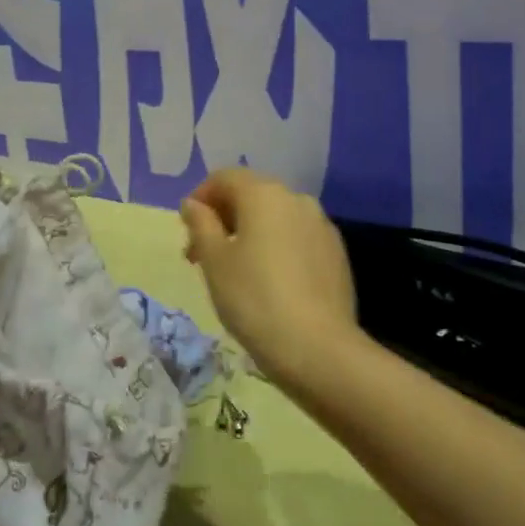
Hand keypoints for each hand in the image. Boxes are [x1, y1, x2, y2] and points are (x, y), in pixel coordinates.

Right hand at [180, 168, 357, 384]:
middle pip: (252, 195)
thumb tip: (194, 204)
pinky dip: (277, 248)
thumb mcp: (214, 261)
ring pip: (276, 218)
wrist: (316, 347)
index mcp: (264, 194)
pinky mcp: (336, 253)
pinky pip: (297, 239)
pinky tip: (270, 283)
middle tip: (204, 255)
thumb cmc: (253, 298)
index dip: (200, 198)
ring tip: (236, 271)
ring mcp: (322, 226)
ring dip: (251, 233)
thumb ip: (201, 224)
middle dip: (224, 218)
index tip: (187, 231)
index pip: (224, 178)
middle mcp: (296, 199)